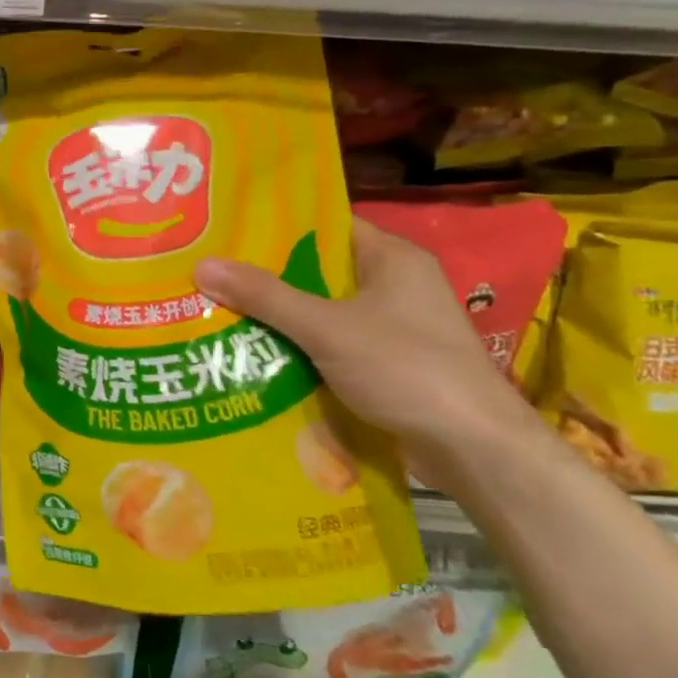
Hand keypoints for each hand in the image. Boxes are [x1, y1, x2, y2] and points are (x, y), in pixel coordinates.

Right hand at [194, 216, 527, 475]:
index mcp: (392, 258)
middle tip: (211, 273)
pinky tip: (255, 354)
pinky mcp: (387, 365)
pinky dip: (299, 348)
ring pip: (321, 311)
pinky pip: (330, 344)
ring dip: (279, 317)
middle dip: (267, 277)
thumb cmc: (407, 370)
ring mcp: (392, 328)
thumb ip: (266, 296)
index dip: (277, 225)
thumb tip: (202, 265)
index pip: (326, 225)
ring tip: (219, 311)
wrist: (475, 451)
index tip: (227, 230)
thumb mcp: (327, 327)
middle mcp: (394, 285)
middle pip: (318, 270)